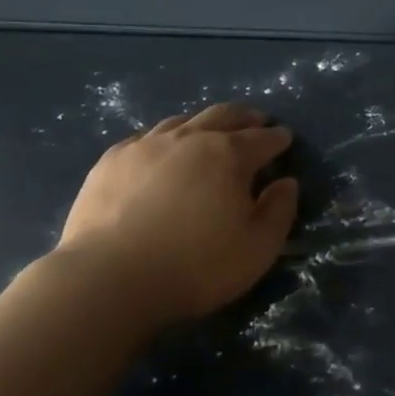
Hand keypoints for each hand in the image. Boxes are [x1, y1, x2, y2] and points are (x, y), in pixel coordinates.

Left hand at [55, 103, 299, 325]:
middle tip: (256, 120)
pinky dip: (165, 139)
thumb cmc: (195, 266)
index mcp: (229, 155)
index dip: (277, 138)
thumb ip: (280, 211)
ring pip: (182, 121)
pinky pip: (145, 137)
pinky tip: (162, 151)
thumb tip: (286, 183)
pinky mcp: (111, 161)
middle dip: (245, 117)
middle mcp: (189, 139)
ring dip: (204, 123)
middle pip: (223, 116)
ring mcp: (145, 146)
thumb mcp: (258, 248)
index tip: (285, 138)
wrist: (108, 279)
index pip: (263, 139)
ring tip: (211, 131)